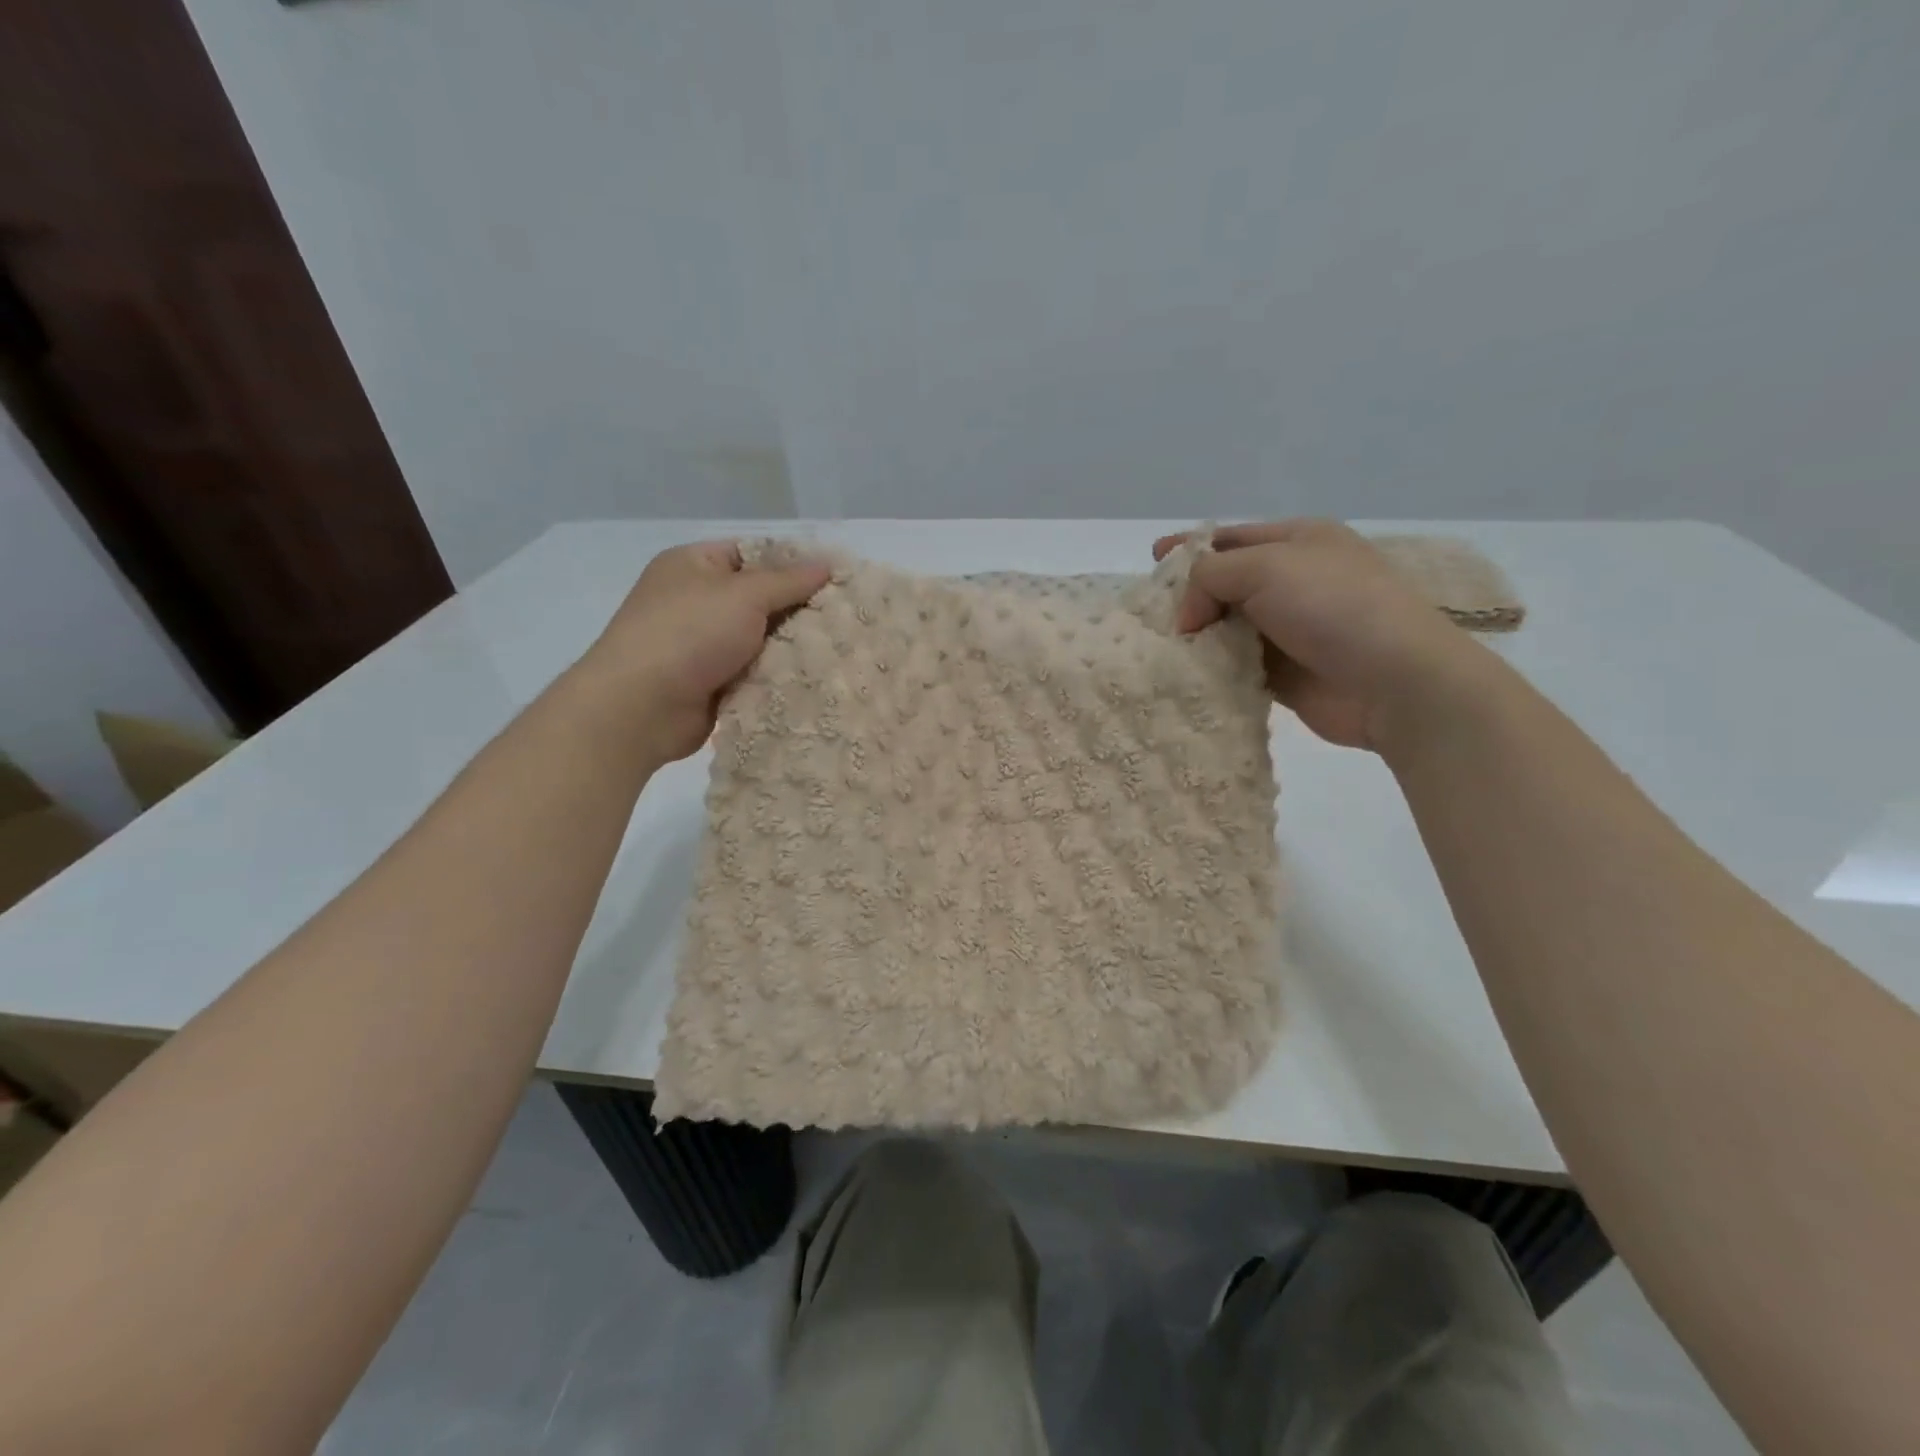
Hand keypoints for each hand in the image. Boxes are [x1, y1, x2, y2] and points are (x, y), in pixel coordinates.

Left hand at [574, 540, 830, 764]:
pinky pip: (754, 672)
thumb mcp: (744, 594)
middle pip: (760, 598)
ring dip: (791, 647)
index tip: (835, 579)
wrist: (641, 707)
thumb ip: (789, 581)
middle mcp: (696, 601)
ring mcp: (702, 645)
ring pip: (760, 639)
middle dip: (798, 609)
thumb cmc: (689, 633)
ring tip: (839, 649)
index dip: (792, 564)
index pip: (752, 554)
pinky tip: (814, 677)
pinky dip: (777, 675)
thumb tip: (827, 564)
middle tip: (844, 617)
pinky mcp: (712, 683)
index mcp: (693, 565)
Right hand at [1154, 520, 1486, 753]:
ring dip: (1196, 637)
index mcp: (1298, 542)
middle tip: (1148, 612)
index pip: (1231, 538)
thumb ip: (1210, 577)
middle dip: (1187, 596)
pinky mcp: (1283, 674)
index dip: (1190, 548)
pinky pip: (1234, 666)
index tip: (1152, 559)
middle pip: (1225, 584)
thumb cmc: (1332, 606)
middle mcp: (1293, 582)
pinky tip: (1183, 674)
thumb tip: (1188, 617)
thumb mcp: (1266, 567)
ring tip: (1157, 647)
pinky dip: (1210, 669)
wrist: (1393, 680)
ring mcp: (1289, 629)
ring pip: (1226, 628)